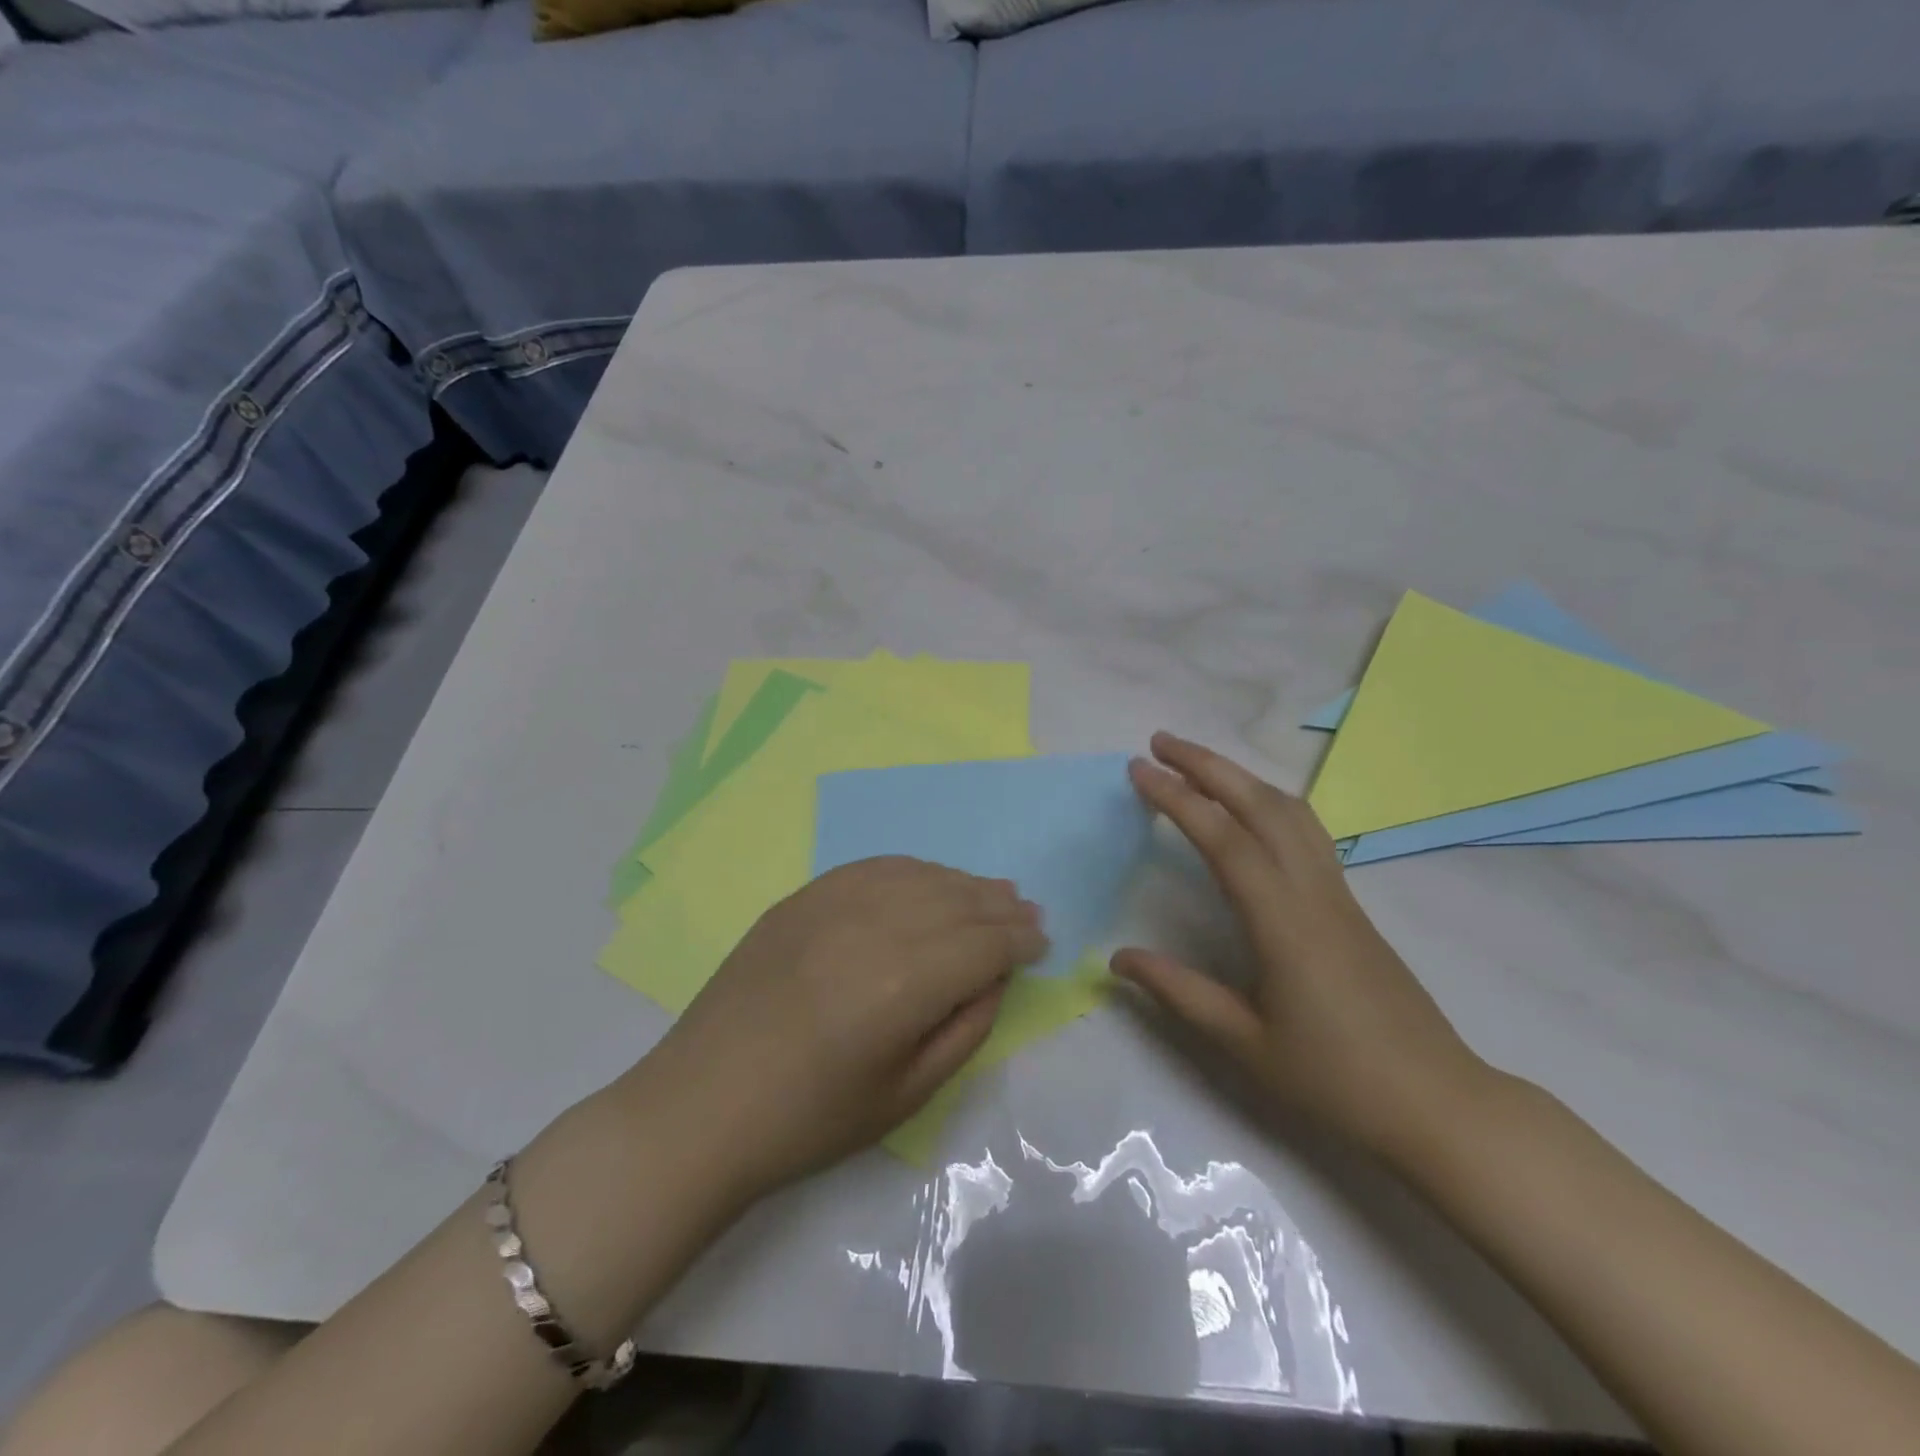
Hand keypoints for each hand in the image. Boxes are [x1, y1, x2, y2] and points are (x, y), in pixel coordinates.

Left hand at [638, 857, 1048, 1197]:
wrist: (701, 1106)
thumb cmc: (809, 1121)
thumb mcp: (905, 1096)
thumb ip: (963, 1029)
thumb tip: (994, 978)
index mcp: (903, 984)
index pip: (983, 945)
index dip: (1019, 941)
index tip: (1041, 942)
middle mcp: (873, 927)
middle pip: (956, 901)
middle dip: (999, 906)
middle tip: (1027, 910)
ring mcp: (831, 904)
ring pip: (918, 875)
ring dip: (962, 883)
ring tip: (990, 892)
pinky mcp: (802, 898)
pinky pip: (872, 867)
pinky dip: (911, 869)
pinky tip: (927, 878)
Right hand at [1113, 732, 1485, 1158]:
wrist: (1437, 1103)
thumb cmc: (1335, 1079)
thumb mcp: (1244, 1043)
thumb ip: (1178, 992)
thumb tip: (1117, 959)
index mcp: (1282, 922)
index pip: (1224, 840)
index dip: (1178, 799)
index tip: (1139, 770)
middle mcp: (1313, 891)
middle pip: (1260, 806)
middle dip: (1207, 766)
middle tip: (1159, 742)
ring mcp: (1338, 894)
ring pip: (1291, 811)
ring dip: (1241, 777)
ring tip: (1198, 764)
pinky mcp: (1350, 905)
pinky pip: (1307, 832)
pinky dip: (1269, 801)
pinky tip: (1250, 810)